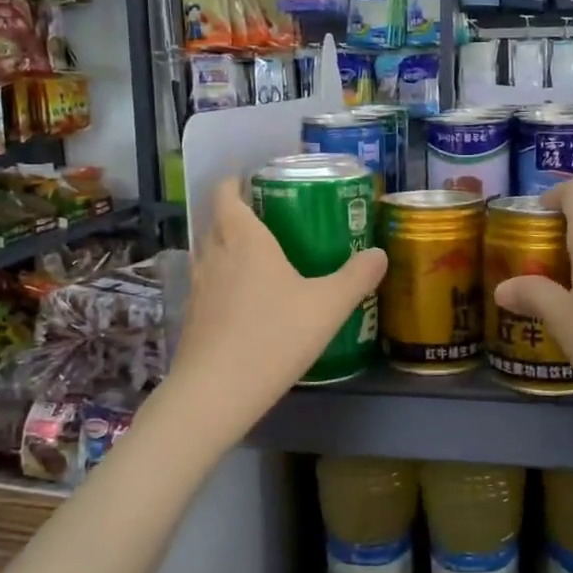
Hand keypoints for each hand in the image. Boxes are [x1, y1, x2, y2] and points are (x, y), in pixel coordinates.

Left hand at [165, 179, 386, 435]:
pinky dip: (224, 281)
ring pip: (211, 253)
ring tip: (262, 258)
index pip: (225, 193)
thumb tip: (379, 253)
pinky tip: (248, 302)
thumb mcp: (328, 305)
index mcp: (243, 238)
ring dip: (229, 248)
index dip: (235, 181)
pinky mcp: (192, 317)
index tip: (255, 180)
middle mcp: (214, 254)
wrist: (216, 393)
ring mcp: (198, 286)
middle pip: (217, 221)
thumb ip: (356, 276)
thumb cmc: (274, 335)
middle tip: (272, 219)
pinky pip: (208, 284)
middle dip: (238, 214)